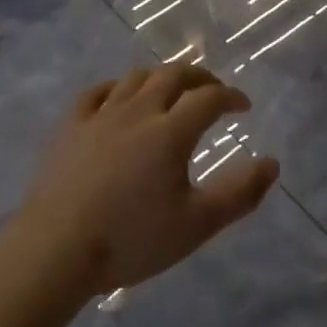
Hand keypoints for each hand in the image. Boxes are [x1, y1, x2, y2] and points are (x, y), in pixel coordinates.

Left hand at [10, 64, 279, 300]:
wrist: (54, 251)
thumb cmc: (130, 240)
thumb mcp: (196, 225)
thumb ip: (239, 193)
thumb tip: (272, 163)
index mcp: (170, 130)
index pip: (209, 98)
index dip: (231, 96)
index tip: (244, 107)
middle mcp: (138, 111)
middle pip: (173, 75)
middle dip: (200, 76)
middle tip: (213, 89)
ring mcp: (100, 115)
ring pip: (136, 77)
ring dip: (161, 76)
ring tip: (172, 88)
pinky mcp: (70, 126)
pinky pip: (96, 92)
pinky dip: (117, 87)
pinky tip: (120, 96)